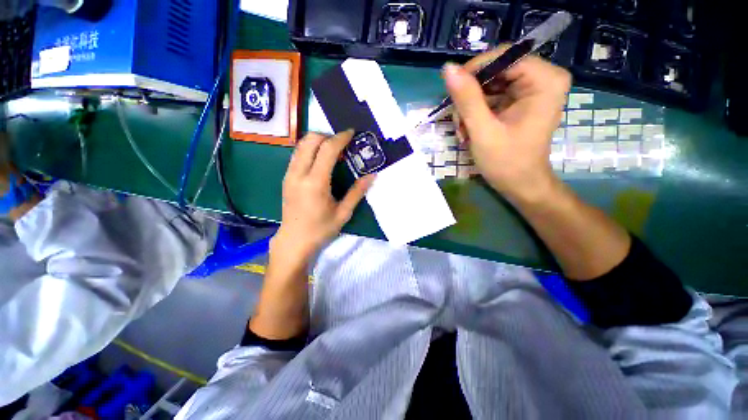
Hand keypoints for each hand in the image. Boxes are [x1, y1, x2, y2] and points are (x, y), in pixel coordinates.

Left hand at [272, 130, 374, 264]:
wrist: (294, 241)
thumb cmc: (320, 229)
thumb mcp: (343, 213)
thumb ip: (357, 192)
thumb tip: (372, 175)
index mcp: (315, 183)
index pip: (327, 149)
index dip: (340, 138)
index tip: (352, 133)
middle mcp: (299, 174)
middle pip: (310, 140)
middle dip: (328, 135)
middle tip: (342, 144)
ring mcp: (289, 174)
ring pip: (301, 144)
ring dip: (318, 141)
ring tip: (333, 151)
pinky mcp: (286, 177)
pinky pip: (298, 154)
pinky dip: (310, 150)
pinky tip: (321, 161)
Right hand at [443, 48, 570, 203]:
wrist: (520, 185)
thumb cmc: (506, 162)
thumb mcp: (482, 130)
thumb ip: (467, 99)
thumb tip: (448, 68)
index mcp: (544, 80)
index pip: (503, 56)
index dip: (473, 72)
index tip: (453, 94)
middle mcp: (542, 78)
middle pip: (495, 71)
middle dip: (471, 96)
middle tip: (459, 123)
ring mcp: (531, 90)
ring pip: (490, 84)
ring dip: (470, 108)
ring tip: (463, 132)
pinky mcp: (521, 101)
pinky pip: (492, 96)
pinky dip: (476, 113)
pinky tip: (470, 131)